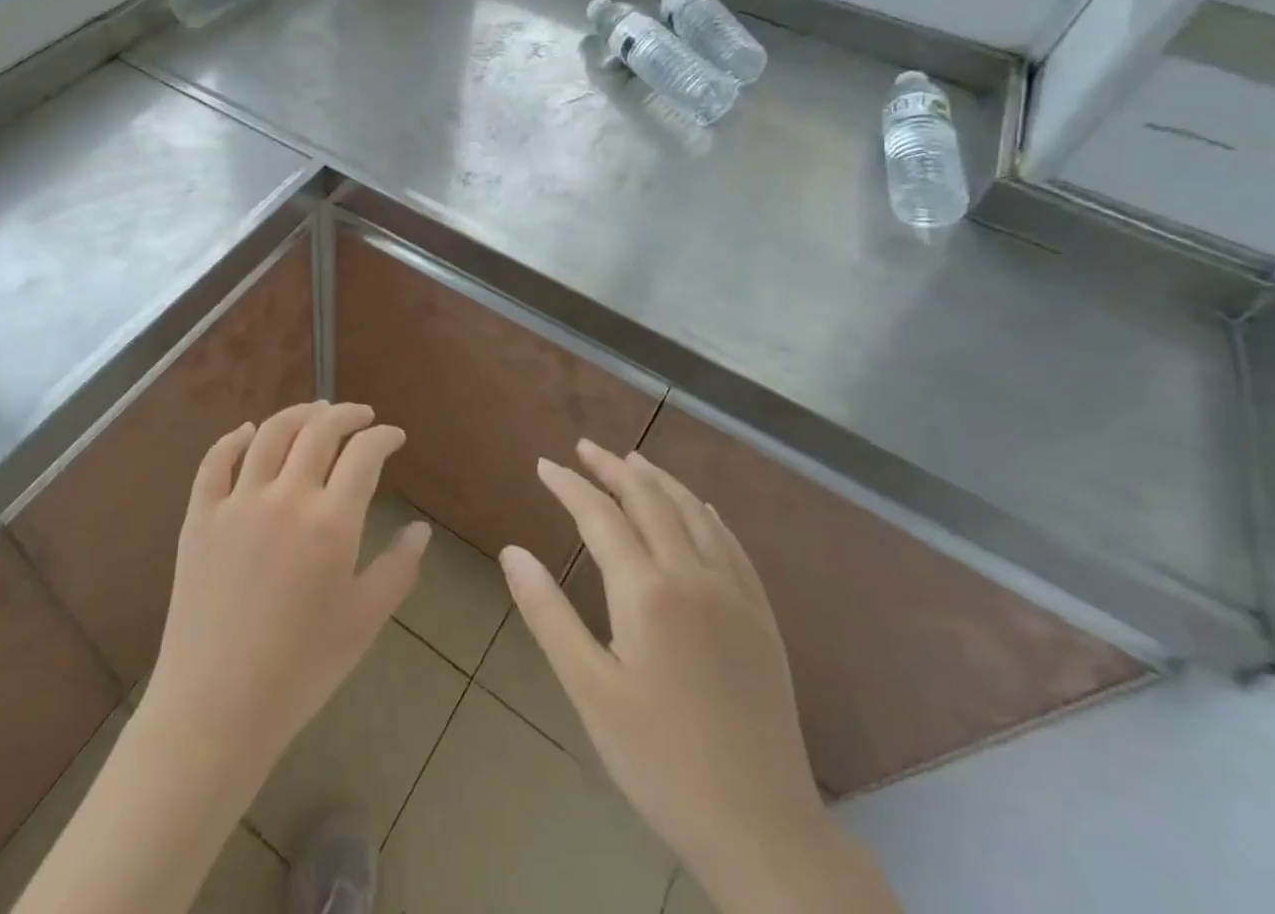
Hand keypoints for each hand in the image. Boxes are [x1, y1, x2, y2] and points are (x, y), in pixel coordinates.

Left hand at [139, 402, 429, 780]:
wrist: (217, 705)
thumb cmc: (301, 669)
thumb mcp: (364, 621)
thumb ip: (398, 569)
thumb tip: (420, 529)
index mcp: (331, 521)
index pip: (364, 454)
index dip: (383, 437)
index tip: (394, 436)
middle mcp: (286, 495)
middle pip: (319, 430)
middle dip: (345, 414)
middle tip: (360, 416)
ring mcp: (237, 501)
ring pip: (271, 434)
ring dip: (298, 414)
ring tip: (315, 411)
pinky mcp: (200, 514)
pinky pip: (216, 460)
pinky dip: (235, 438)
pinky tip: (249, 431)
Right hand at [501, 441, 832, 894]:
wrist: (761, 828)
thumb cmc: (660, 760)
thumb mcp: (589, 690)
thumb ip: (548, 614)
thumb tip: (511, 552)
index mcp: (647, 591)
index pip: (600, 515)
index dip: (569, 485)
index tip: (543, 465)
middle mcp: (693, 576)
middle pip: (649, 500)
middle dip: (612, 468)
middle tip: (583, 448)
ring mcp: (735, 594)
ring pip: (693, 513)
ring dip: (659, 480)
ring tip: (632, 460)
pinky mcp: (762, 617)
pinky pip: (732, 544)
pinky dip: (706, 513)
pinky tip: (699, 508)